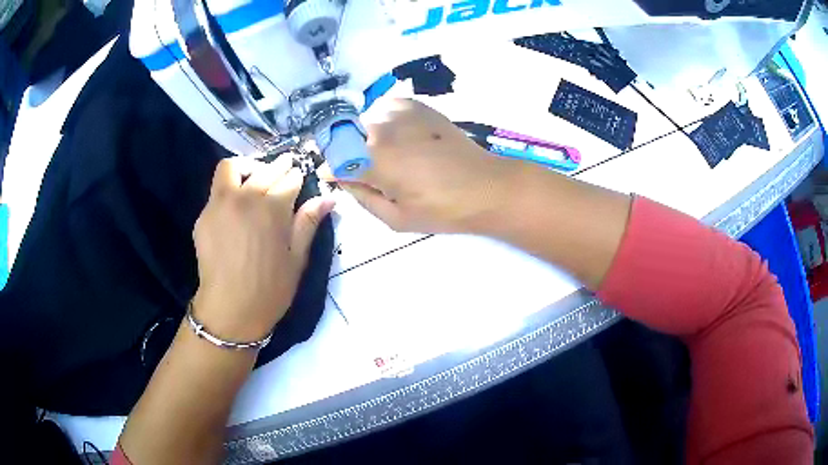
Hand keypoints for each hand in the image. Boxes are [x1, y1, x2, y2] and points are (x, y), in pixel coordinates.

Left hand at [192, 156, 334, 341]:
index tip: (300, 180)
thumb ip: (308, 223)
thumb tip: (328, 198)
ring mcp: (221, 203)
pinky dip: (229, 188)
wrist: (230, 309)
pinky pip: (217, 190)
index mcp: (274, 207)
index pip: (290, 178)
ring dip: (247, 167)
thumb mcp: (297, 259)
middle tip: (285, 170)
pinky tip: (236, 207)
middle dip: (279, 166)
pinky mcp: (204, 215)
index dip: (298, 178)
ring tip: (254, 179)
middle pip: (265, 169)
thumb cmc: (270, 289)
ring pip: (232, 167)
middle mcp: (246, 196)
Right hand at [345, 98, 520, 233]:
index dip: (333, 169)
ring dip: (369, 137)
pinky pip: (386, 110)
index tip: (338, 177)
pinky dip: (387, 123)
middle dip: (351, 153)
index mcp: (372, 159)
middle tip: (373, 172)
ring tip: (394, 156)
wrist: (484, 186)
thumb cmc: (441, 209)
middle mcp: (380, 128)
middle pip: (347, 136)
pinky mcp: (415, 105)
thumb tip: (339, 177)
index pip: (333, 158)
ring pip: (366, 122)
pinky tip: (404, 139)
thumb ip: (360, 195)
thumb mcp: (394, 218)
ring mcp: (399, 112)